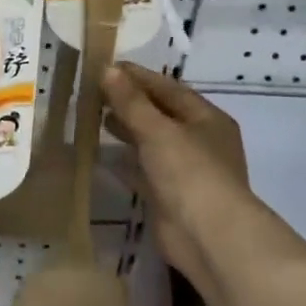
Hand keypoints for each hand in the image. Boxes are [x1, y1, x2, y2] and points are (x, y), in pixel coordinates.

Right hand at [101, 64, 261, 290]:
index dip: (137, 77)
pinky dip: (125, 162)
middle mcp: (200, 141)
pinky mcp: (171, 196)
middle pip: (160, 114)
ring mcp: (186, 171)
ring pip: (152, 143)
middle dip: (130, 103)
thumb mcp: (157, 130)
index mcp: (206, 118)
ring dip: (127, 131)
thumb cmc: (189, 172)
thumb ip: (131, 101)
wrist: (210, 238)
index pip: (168, 88)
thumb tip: (107, 69)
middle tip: (95, 93)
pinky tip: (102, 156)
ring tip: (96, 119)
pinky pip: (144, 171)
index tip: (105, 67)